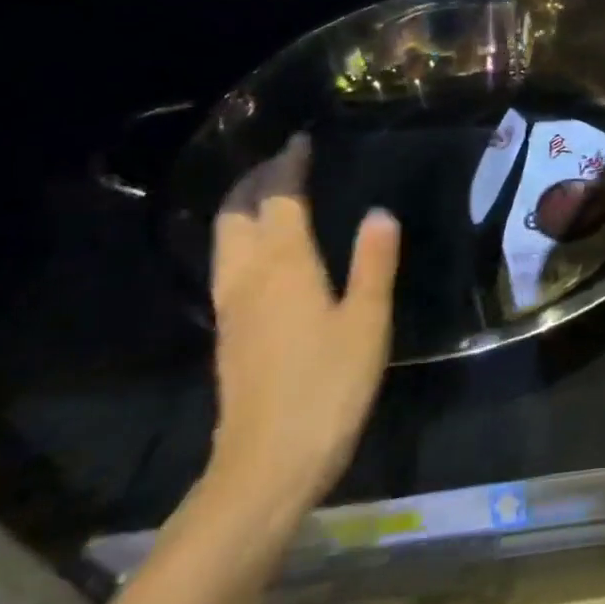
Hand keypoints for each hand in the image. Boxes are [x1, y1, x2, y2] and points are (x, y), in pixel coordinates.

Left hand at [205, 134, 399, 520]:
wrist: (267, 463)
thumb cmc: (328, 386)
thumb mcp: (367, 321)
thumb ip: (373, 262)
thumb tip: (379, 211)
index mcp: (284, 267)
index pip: (280, 200)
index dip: (289, 166)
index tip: (301, 140)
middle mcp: (248, 277)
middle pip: (237, 214)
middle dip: (256, 179)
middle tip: (284, 158)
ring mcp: (232, 306)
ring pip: (225, 239)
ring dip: (243, 205)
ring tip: (270, 190)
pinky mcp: (230, 331)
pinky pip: (229, 262)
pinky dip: (243, 235)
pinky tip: (265, 246)